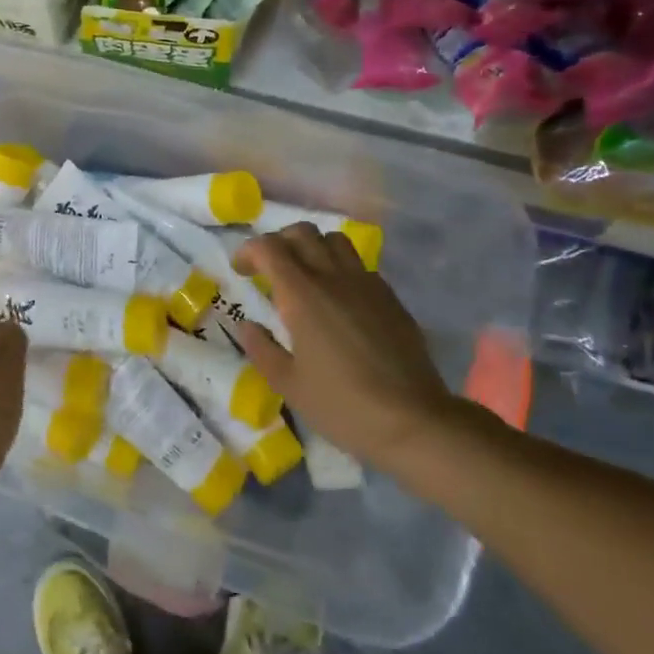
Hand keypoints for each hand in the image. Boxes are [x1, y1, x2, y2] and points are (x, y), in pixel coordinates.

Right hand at [233, 226, 456, 470]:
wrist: (413, 420)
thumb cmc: (341, 405)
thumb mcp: (287, 384)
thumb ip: (261, 348)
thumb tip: (248, 325)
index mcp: (302, 295)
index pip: (269, 247)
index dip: (248, 251)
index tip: (241, 272)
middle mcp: (333, 278)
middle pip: (302, 233)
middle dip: (279, 242)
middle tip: (269, 270)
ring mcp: (366, 284)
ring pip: (335, 241)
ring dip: (312, 248)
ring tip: (305, 277)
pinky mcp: (390, 298)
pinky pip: (359, 266)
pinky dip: (340, 269)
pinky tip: (339, 300)